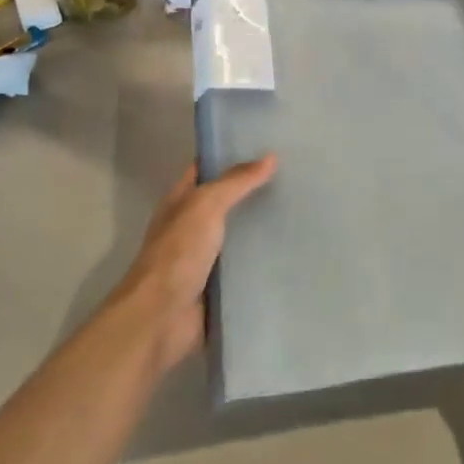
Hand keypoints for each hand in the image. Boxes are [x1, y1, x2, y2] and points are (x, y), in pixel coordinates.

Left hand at [112, 156, 275, 369]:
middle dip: (255, 191)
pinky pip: (247, 268)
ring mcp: (206, 259)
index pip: (206, 169)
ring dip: (263, 227)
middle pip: (227, 202)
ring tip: (303, 210)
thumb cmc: (177, 254)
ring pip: (240, 235)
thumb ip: (236, 182)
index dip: (230, 155)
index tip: (267, 145)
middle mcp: (192, 227)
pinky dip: (265, 262)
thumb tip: (270, 157)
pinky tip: (294, 251)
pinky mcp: (220, 287)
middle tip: (296, 176)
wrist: (160, 319)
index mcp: (181, 202)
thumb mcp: (205, 206)